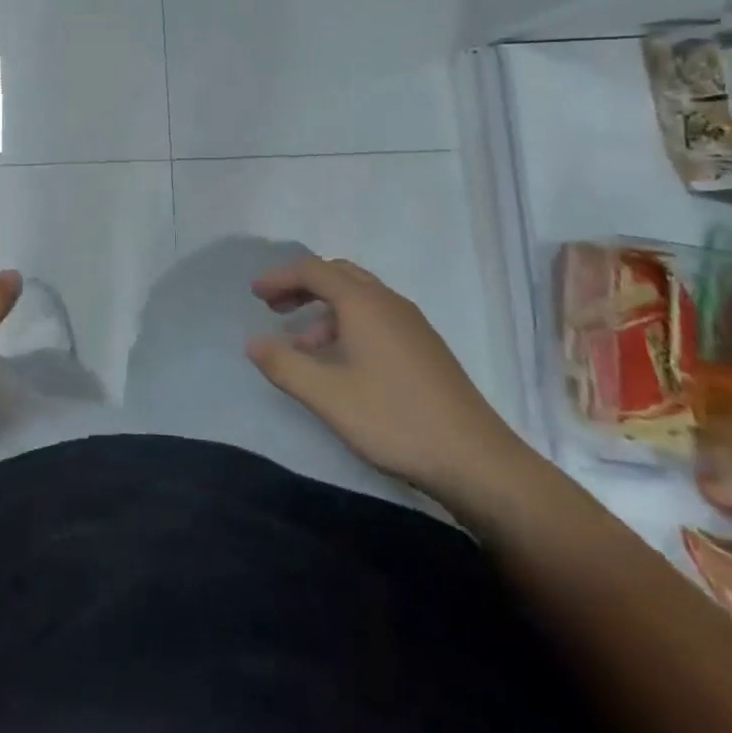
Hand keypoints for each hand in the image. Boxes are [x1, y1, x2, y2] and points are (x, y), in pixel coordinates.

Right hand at [246, 255, 526, 501]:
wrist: (478, 462)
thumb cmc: (395, 420)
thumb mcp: (327, 396)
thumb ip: (284, 365)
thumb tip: (253, 342)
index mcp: (364, 304)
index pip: (314, 270)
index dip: (280, 277)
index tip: (255, 294)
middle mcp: (389, 303)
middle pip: (339, 275)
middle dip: (302, 286)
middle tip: (274, 307)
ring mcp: (412, 325)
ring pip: (359, 298)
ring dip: (325, 309)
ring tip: (301, 346)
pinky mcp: (425, 349)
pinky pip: (376, 318)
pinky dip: (348, 325)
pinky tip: (341, 364)